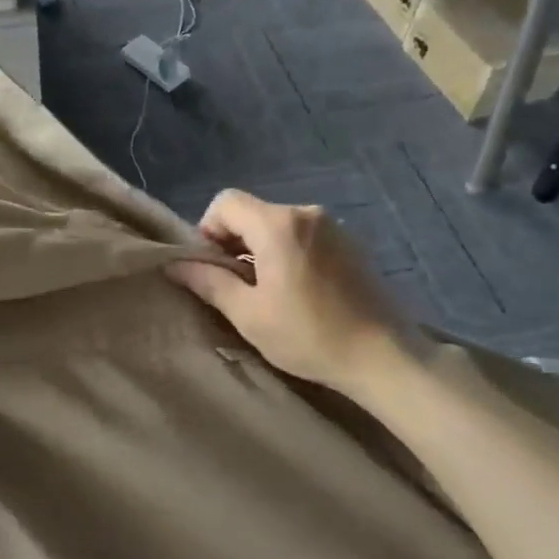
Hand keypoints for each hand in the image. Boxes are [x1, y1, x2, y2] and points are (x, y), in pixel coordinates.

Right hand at [166, 190, 417, 393]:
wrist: (385, 357)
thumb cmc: (309, 335)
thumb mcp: (248, 314)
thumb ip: (208, 282)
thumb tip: (174, 264)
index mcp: (277, 225)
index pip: (225, 201)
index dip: (208, 229)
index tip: (214, 267)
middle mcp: (305, 214)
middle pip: (251, 211)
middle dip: (233, 241)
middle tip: (237, 285)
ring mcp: (333, 226)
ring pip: (277, 224)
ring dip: (260, 248)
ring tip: (268, 292)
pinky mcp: (350, 243)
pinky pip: (303, 235)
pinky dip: (288, 252)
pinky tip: (298, 291)